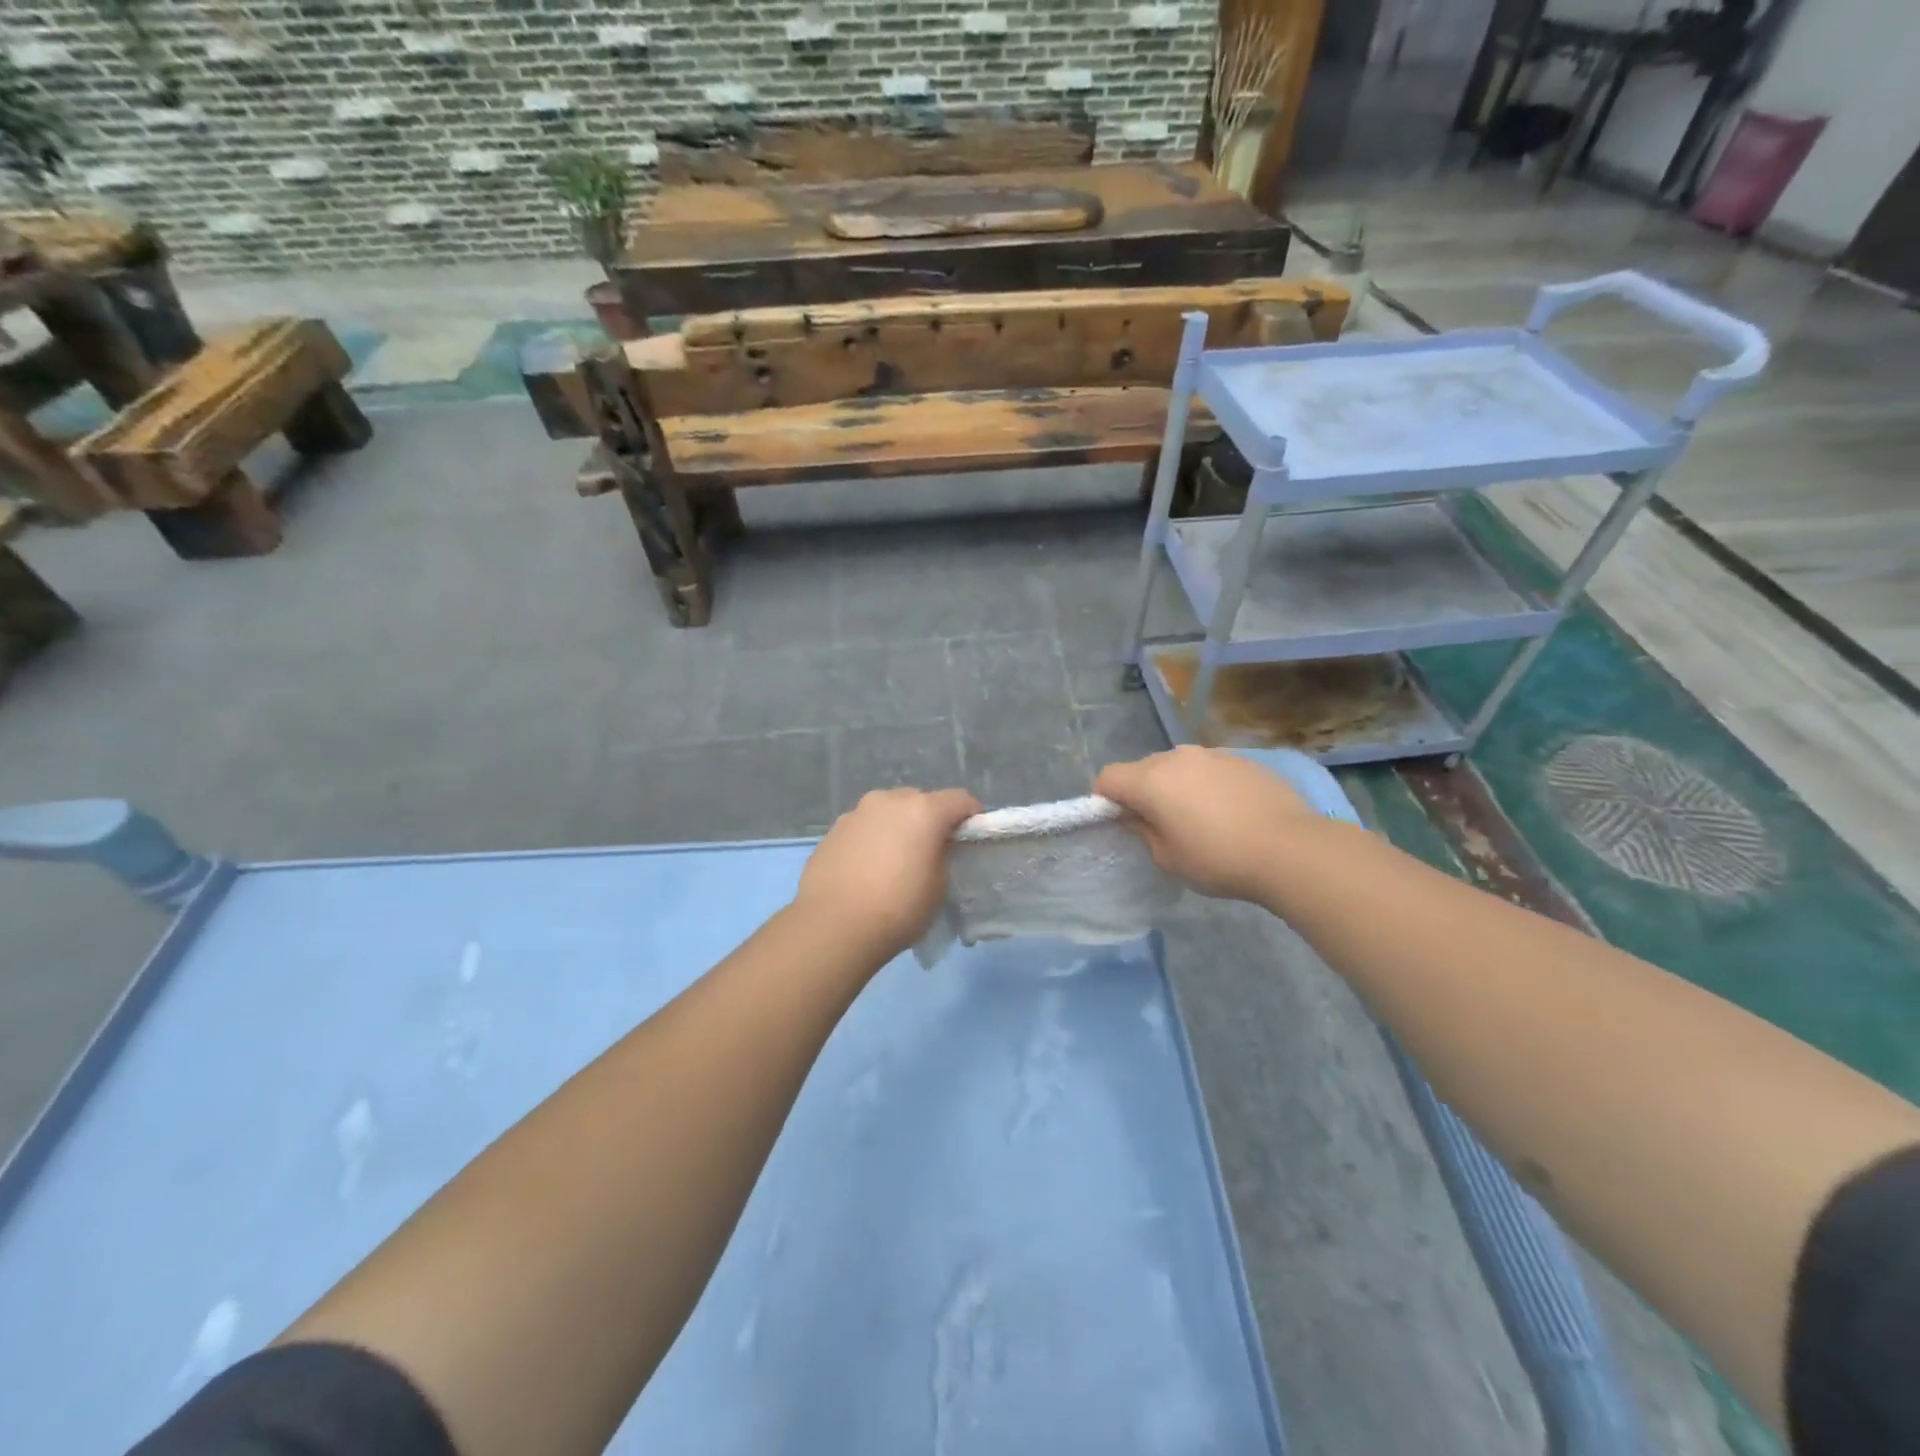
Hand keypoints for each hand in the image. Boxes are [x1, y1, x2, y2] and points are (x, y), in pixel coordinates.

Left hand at [794, 787, 982, 961]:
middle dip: (929, 820)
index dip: (971, 816)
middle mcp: (888, 800)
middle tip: (930, 851)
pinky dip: (871, 840)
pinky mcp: (832, 830)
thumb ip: (943, 855)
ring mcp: (856, 813)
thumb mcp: (939, 886)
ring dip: (897, 828)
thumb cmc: (898, 908)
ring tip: (894, 862)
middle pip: (919, 801)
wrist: (833, 926)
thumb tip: (935, 846)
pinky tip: (866, 870)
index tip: (972, 838)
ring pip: (887, 813)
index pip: (959, 800)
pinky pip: (863, 828)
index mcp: (923, 810)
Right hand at [1095, 747, 1314, 902]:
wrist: (1291, 849)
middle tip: (1160, 824)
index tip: (1120, 822)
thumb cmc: (1219, 859)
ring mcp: (1213, 754)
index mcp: (1150, 780)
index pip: (1108, 777)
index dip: (1105, 799)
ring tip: (1200, 818)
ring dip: (1177, 786)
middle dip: (1142, 792)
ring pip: (1179, 766)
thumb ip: (1144, 832)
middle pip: (1143, 768)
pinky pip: (1211, 769)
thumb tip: (1140, 817)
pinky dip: (1208, 785)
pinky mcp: (1244, 759)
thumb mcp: (1168, 859)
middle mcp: (1177, 757)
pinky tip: (1231, 812)